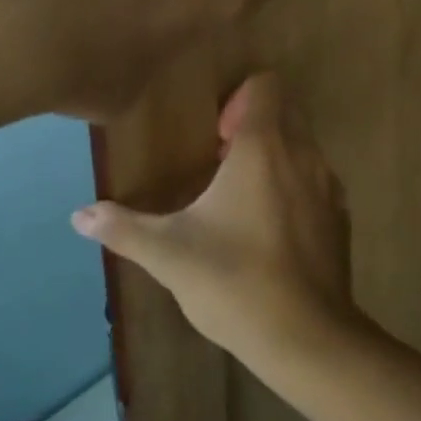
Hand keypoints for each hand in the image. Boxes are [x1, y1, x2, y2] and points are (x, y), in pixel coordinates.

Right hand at [70, 74, 362, 373]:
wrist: (306, 334)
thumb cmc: (234, 280)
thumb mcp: (169, 253)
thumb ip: (123, 228)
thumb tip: (79, 215)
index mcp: (263, 147)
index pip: (265, 85)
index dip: (240, 99)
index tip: (216, 136)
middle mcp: (303, 152)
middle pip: (285, 111)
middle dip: (255, 125)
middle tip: (222, 164)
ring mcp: (328, 183)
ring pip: (303, 145)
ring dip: (276, 155)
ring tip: (243, 198)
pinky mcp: (341, 213)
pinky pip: (318, 179)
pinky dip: (297, 186)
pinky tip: (272, 229)